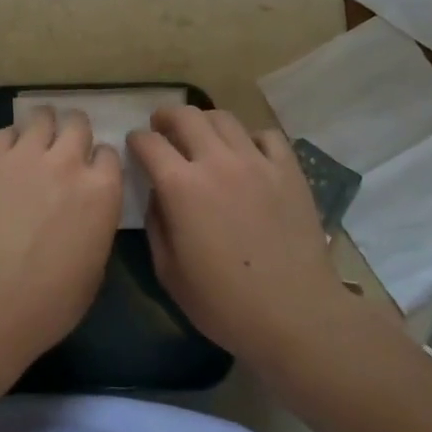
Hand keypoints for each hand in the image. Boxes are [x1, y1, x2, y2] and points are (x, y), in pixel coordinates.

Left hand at [0, 107, 122, 373]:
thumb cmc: (49, 303)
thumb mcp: (95, 267)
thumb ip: (96, 223)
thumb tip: (86, 209)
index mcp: (101, 191)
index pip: (109, 153)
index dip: (98, 162)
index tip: (89, 173)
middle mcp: (67, 162)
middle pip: (77, 123)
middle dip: (73, 133)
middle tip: (62, 149)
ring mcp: (25, 155)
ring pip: (42, 116)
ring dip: (43, 127)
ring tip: (35, 142)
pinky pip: (5, 132)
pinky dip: (10, 141)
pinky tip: (5, 158)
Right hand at [130, 107, 351, 369]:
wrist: (296, 316)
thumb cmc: (224, 303)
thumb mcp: (168, 272)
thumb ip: (156, 223)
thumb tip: (157, 194)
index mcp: (181, 186)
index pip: (149, 142)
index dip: (137, 140)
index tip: (135, 146)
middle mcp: (216, 162)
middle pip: (185, 115)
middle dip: (166, 117)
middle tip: (162, 128)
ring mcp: (256, 162)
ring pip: (224, 118)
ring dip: (204, 122)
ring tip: (202, 137)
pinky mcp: (289, 170)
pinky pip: (266, 136)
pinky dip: (249, 138)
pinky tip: (246, 155)